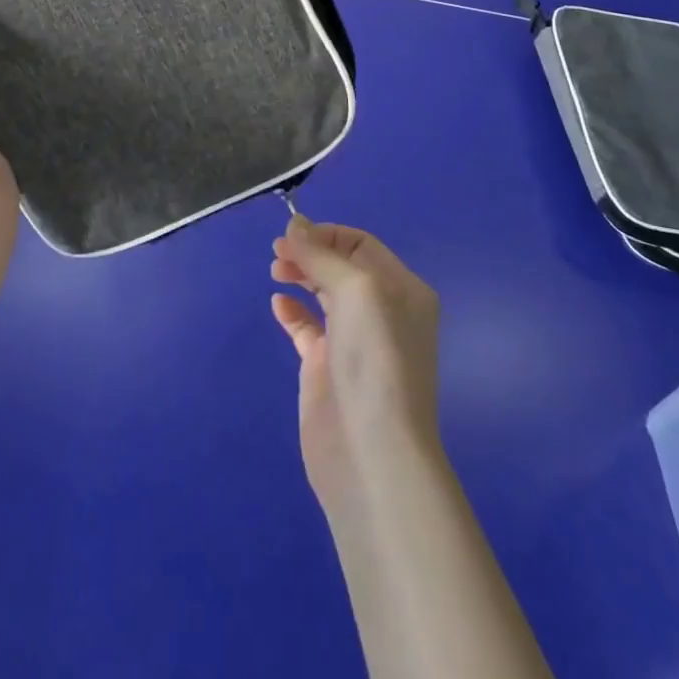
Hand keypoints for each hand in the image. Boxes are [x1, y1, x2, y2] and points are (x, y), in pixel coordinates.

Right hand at [269, 217, 442, 510]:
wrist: (372, 451)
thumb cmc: (374, 359)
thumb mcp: (356, 289)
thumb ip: (322, 255)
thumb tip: (295, 226)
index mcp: (402, 289)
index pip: (360, 244)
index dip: (325, 234)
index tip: (290, 235)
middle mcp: (382, 312)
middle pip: (340, 266)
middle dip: (309, 252)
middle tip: (278, 255)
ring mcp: (354, 342)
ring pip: (323, 293)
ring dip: (299, 275)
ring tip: (277, 273)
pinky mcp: (327, 368)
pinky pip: (307, 327)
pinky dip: (291, 311)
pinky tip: (278, 305)